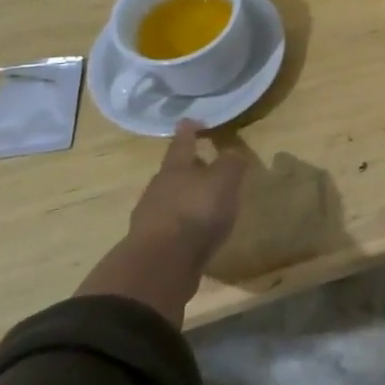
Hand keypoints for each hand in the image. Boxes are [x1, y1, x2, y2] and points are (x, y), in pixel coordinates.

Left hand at [128, 122, 247, 277]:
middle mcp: (159, 187)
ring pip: (170, 197)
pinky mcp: (153, 243)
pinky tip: (195, 230)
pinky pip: (170, 224)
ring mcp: (151, 216)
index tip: (190, 120)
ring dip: (185, 196)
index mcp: (176, 168)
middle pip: (174, 171)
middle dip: (188, 167)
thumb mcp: (224, 182)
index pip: (183, 143)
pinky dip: (183, 222)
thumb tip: (233, 153)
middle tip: (204, 164)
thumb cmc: (195, 212)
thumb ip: (231, 164)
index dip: (189, 131)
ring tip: (204, 200)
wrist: (161, 264)